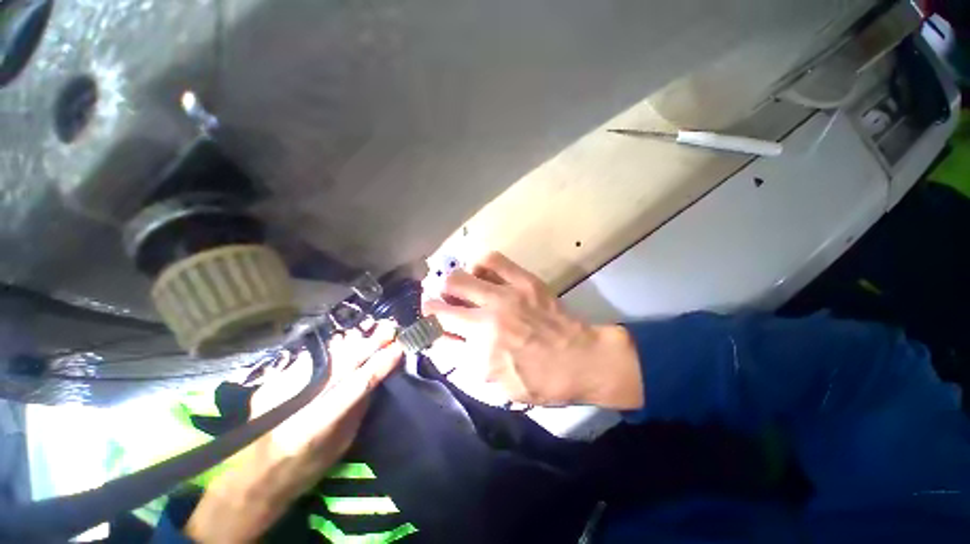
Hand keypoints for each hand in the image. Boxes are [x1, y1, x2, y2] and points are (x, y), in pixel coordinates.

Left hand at [185, 322, 402, 543]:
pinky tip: (346, 340)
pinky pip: (312, 357)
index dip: (380, 364)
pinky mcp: (272, 381)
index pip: (357, 384)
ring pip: (326, 356)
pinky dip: (334, 348)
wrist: (254, 475)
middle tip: (389, 328)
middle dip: (369, 344)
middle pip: (342, 363)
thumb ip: (358, 408)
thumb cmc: (306, 468)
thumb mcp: (341, 444)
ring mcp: (280, 388)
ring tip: (372, 330)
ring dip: (354, 342)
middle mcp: (297, 401)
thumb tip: (377, 376)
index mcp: (316, 425)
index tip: (398, 348)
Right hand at [422, 251, 642, 409]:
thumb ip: (470, 365)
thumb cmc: (544, 381)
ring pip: (458, 279)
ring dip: (450, 284)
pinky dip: (480, 264)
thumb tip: (448, 341)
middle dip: (430, 305)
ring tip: (457, 287)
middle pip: (439, 305)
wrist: (583, 360)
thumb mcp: (502, 388)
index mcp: (480, 353)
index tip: (429, 325)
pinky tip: (481, 272)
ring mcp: (505, 297)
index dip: (428, 330)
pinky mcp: (523, 281)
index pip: (437, 336)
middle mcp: (486, 322)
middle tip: (437, 303)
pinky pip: (492, 260)